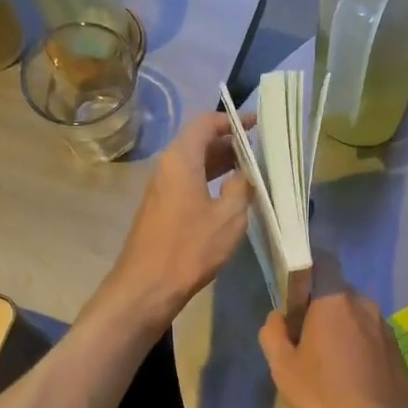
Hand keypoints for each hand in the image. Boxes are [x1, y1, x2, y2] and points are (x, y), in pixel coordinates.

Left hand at [102, 112, 250, 330]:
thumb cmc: (190, 248)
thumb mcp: (229, 217)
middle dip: (230, 142)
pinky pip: (187, 182)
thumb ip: (242, 187)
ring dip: (221, 163)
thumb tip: (246, 173)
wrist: (147, 286)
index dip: (233, 120)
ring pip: (193, 164)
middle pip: (198, 142)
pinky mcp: (160, 208)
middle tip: (260, 151)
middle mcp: (167, 166)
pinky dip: (209, 180)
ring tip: (250, 172)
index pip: (206, 123)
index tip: (258, 125)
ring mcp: (160, 188)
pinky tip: (228, 196)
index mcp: (181, 159)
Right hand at [259, 282, 407, 407]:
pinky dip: (357, 346)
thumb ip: (274, 333)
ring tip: (327, 364)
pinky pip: (369, 336)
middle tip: (303, 340)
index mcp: (334, 300)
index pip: (321, 262)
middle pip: (336, 293)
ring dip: (339, 329)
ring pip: (354, 316)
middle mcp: (364, 304)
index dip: (305, 275)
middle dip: (319, 308)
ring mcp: (384, 326)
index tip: (292, 300)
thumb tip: (278, 317)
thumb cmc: (324, 395)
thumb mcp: (283, 368)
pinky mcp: (397, 349)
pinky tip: (349, 377)